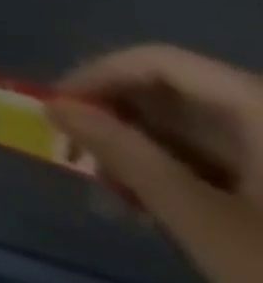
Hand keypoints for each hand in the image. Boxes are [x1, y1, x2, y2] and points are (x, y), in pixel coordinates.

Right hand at [47, 47, 262, 282]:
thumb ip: (125, 154)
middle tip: (77, 151)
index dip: (100, 75)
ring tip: (115, 191)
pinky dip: (181, 173)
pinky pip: (227, 159)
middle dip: (118, 119)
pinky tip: (159, 207)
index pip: (162, 63)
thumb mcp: (201, 219)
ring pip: (198, 129)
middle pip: (178, 96)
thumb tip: (55, 106)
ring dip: (143, 150)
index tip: (59, 107)